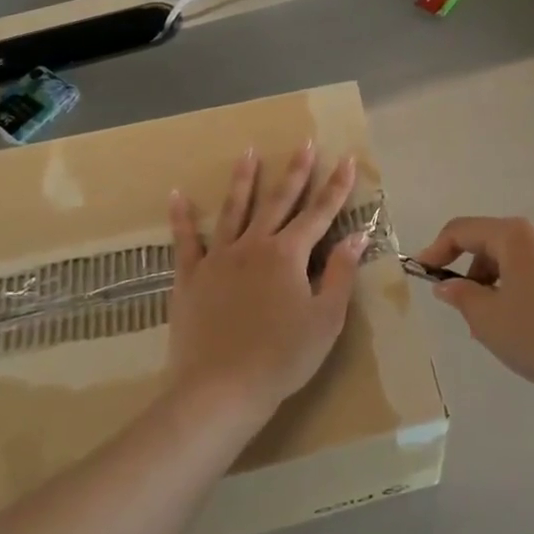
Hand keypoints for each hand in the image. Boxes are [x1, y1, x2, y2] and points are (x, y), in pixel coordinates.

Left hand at [167, 145, 362, 420]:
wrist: (221, 389)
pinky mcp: (191, 277)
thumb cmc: (282, 357)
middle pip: (279, 201)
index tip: (346, 160)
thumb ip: (341, 274)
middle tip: (304, 143)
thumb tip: (356, 236)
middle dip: (295, 172)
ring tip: (248, 152)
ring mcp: (219, 258)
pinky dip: (181, 217)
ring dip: (243, 180)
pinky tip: (177, 195)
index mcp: (289, 255)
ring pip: (234, 210)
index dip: (336, 187)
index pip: (320, 213)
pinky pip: (186, 241)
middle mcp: (254, 245)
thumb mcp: (326, 319)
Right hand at [416, 217, 533, 399]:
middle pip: (492, 242)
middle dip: (471, 271)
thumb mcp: (488, 319)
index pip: (463, 230)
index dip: (437, 249)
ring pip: (517, 259)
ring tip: (495, 325)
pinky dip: (522, 289)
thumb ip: (461, 296)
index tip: (422, 274)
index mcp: (516, 234)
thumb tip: (448, 285)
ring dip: (497, 283)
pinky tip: (527, 326)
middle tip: (464, 310)